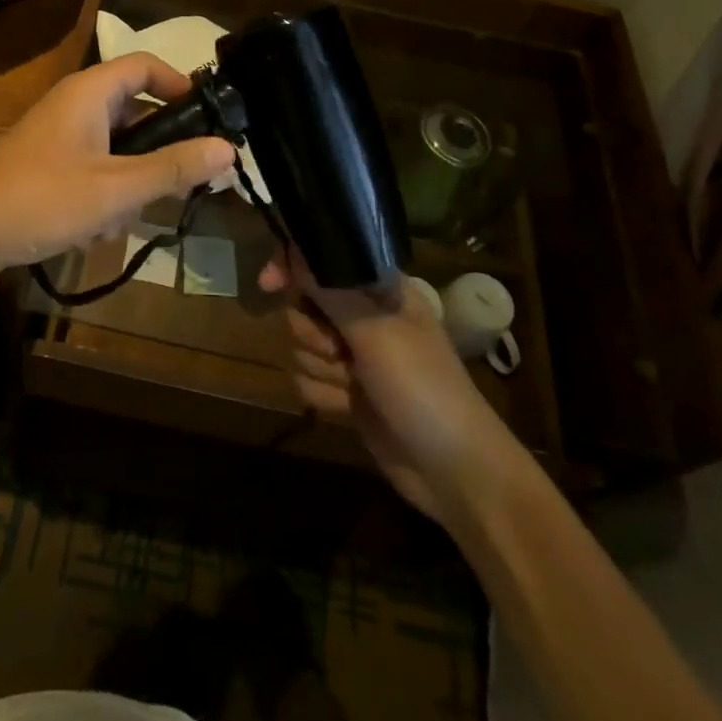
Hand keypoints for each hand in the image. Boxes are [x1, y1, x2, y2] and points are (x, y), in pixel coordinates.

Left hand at [0, 53, 235, 277]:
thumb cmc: (39, 200)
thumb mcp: (115, 189)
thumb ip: (172, 168)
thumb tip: (227, 148)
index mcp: (90, 92)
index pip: (146, 65)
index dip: (181, 84)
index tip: (210, 119)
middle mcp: (76, 105)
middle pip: (137, 110)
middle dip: (159, 150)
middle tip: (184, 181)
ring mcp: (61, 136)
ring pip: (118, 147)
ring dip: (131, 182)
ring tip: (129, 216)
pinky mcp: (50, 165)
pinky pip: (95, 169)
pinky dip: (105, 194)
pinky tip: (98, 230)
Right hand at [260, 249, 501, 520]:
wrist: (453, 471)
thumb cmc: (422, 386)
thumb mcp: (376, 332)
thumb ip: (331, 290)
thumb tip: (295, 250)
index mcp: (379, 288)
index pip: (324, 258)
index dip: (292, 266)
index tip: (268, 283)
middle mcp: (364, 315)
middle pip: (303, 305)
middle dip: (311, 331)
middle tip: (339, 350)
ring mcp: (355, 355)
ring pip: (301, 345)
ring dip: (321, 368)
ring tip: (353, 385)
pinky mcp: (346, 391)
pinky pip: (307, 379)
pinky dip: (324, 394)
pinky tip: (349, 408)